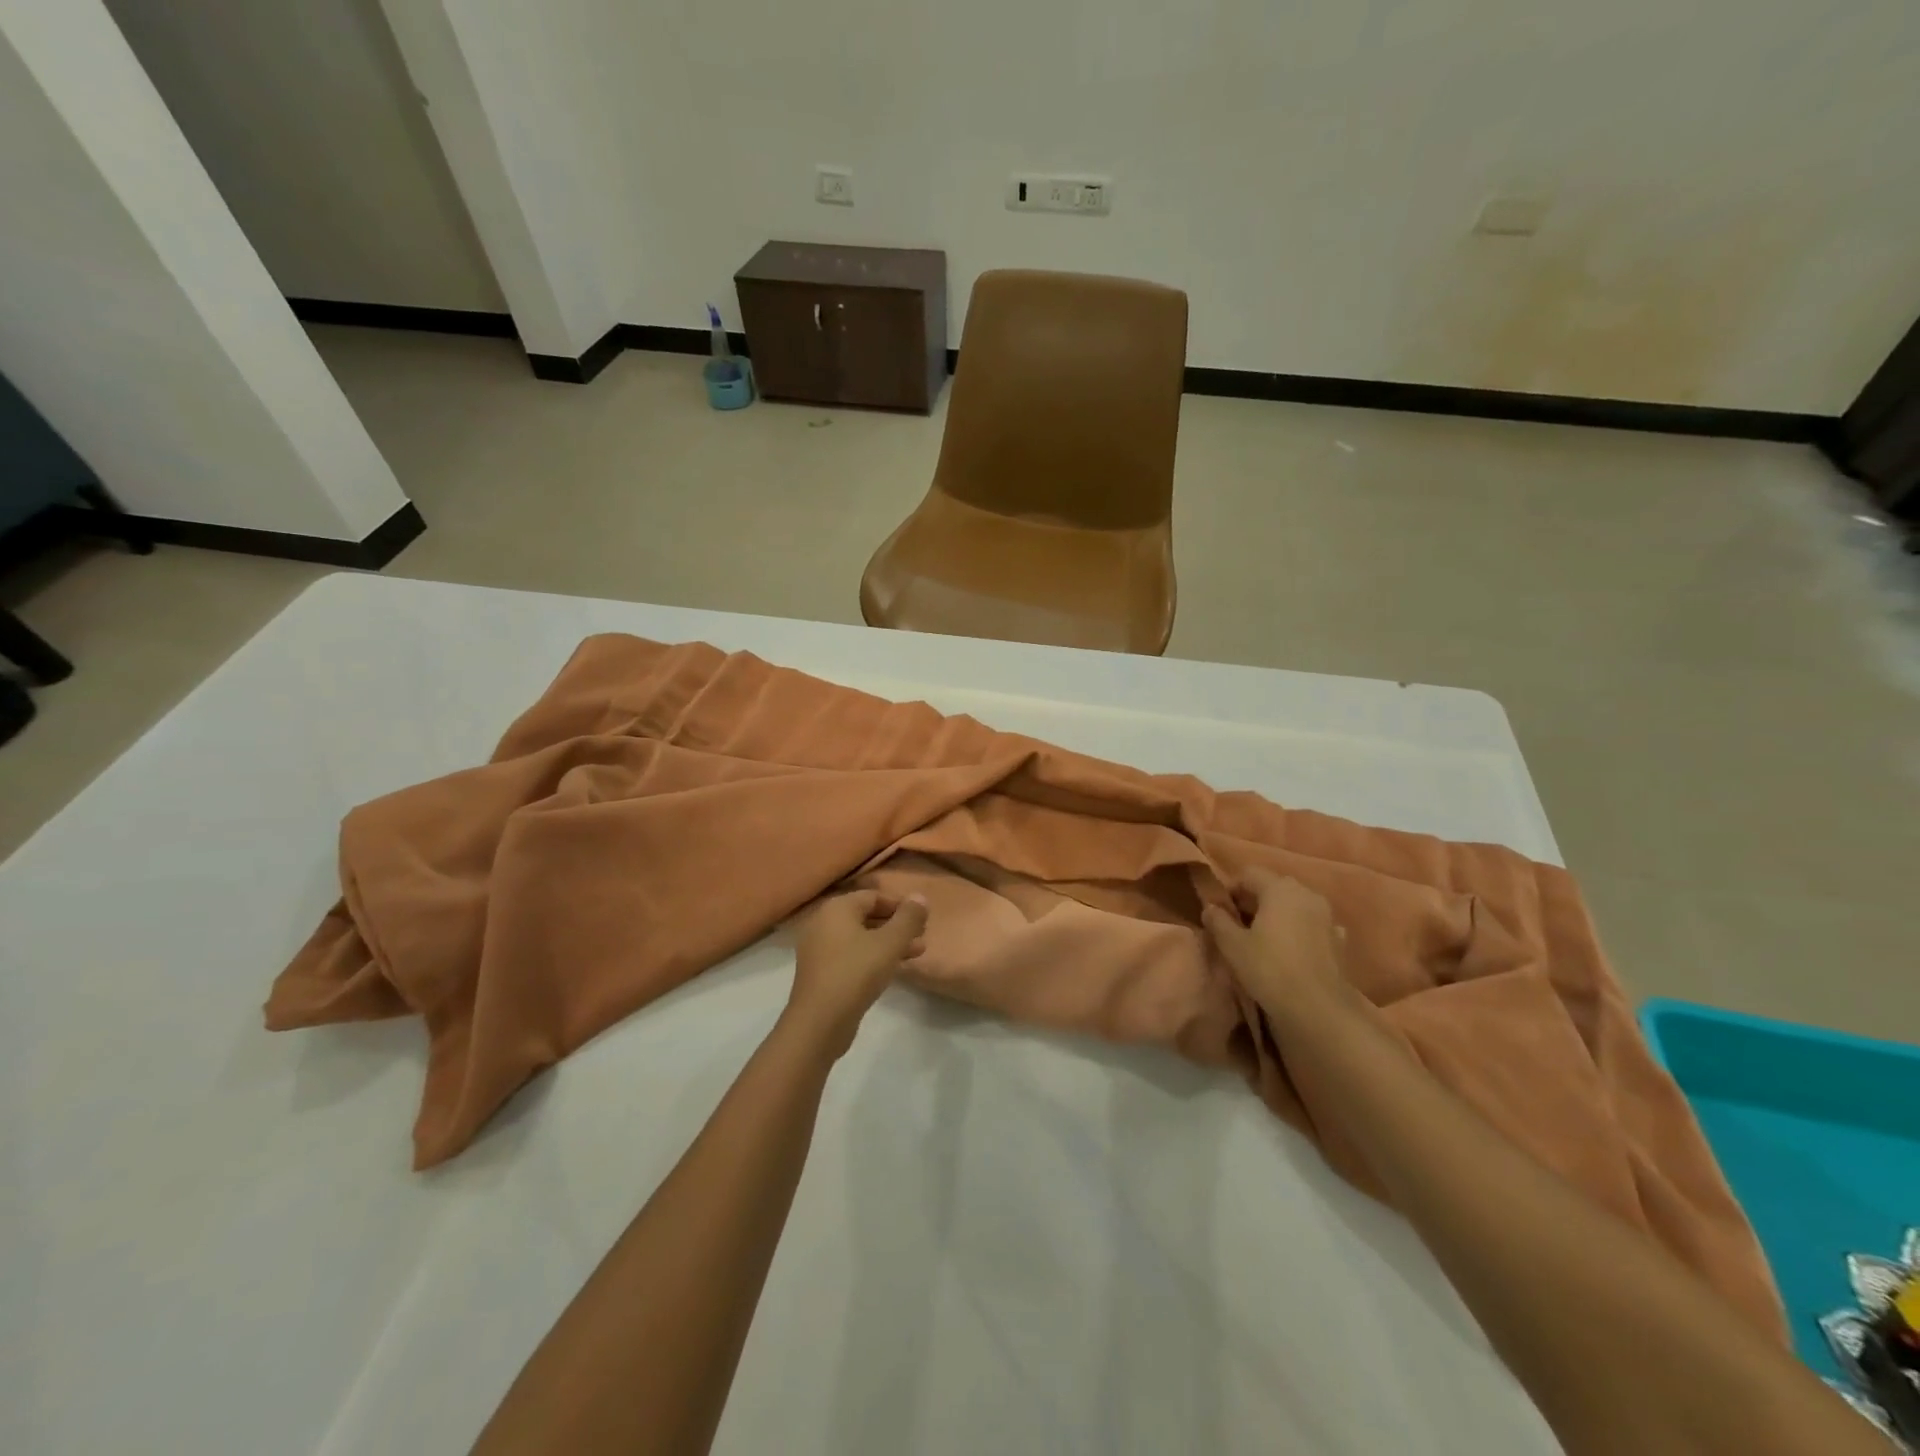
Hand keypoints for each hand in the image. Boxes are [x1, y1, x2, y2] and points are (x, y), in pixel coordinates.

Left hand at [784, 890, 929, 1055]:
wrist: (819, 1022)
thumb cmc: (856, 973)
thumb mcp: (890, 943)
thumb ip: (908, 918)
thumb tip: (920, 896)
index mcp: (837, 909)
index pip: (873, 896)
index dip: (900, 905)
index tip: (922, 919)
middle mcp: (823, 923)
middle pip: (866, 916)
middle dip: (897, 925)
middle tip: (922, 936)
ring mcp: (819, 949)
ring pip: (861, 938)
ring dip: (889, 943)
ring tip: (918, 953)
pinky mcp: (821, 972)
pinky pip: (851, 955)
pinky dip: (873, 957)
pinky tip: (893, 970)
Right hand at [1202, 870, 1359, 1031]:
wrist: (1319, 1008)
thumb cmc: (1269, 969)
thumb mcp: (1232, 944)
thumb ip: (1218, 920)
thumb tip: (1211, 907)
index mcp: (1279, 888)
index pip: (1248, 874)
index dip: (1230, 889)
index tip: (1220, 912)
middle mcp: (1306, 893)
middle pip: (1273, 886)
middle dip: (1253, 901)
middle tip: (1237, 925)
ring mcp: (1327, 915)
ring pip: (1294, 905)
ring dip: (1277, 915)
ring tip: (1263, 939)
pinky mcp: (1339, 939)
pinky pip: (1311, 924)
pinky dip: (1298, 930)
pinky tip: (1290, 950)